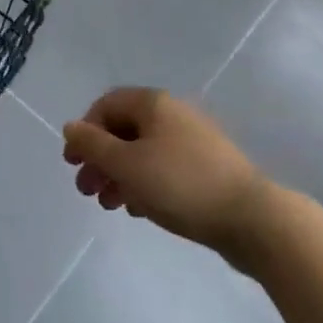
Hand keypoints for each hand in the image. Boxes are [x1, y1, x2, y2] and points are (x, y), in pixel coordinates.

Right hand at [62, 88, 268, 259]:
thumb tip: (70, 126)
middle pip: (124, 130)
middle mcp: (173, 114)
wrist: (252, 219)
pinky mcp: (208, 168)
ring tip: (111, 205)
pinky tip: (140, 210)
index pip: (106, 105)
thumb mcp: (126, 165)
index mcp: (153, 104)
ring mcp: (194, 141)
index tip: (73, 164)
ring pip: (144, 152)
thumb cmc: (180, 185)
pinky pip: (165, 168)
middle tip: (87, 191)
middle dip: (100, 159)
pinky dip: (145, 184)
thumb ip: (93, 144)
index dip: (84, 132)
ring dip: (120, 175)